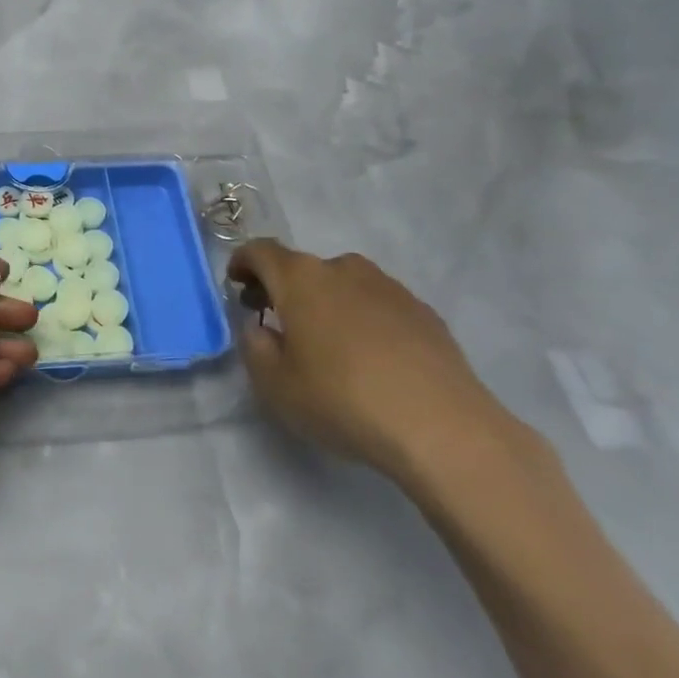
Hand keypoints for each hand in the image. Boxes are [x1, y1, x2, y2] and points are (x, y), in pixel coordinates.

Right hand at [230, 240, 521, 483]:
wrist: (441, 426)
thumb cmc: (343, 400)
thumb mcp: (276, 386)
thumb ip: (255, 348)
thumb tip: (259, 327)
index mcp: (301, 278)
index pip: (261, 251)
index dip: (243, 262)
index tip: (237, 283)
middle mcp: (344, 269)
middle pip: (303, 268)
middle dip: (284, 289)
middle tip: (277, 323)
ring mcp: (388, 287)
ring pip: (343, 285)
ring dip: (326, 303)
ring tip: (328, 344)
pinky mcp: (423, 311)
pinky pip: (378, 305)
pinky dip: (363, 319)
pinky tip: (371, 358)